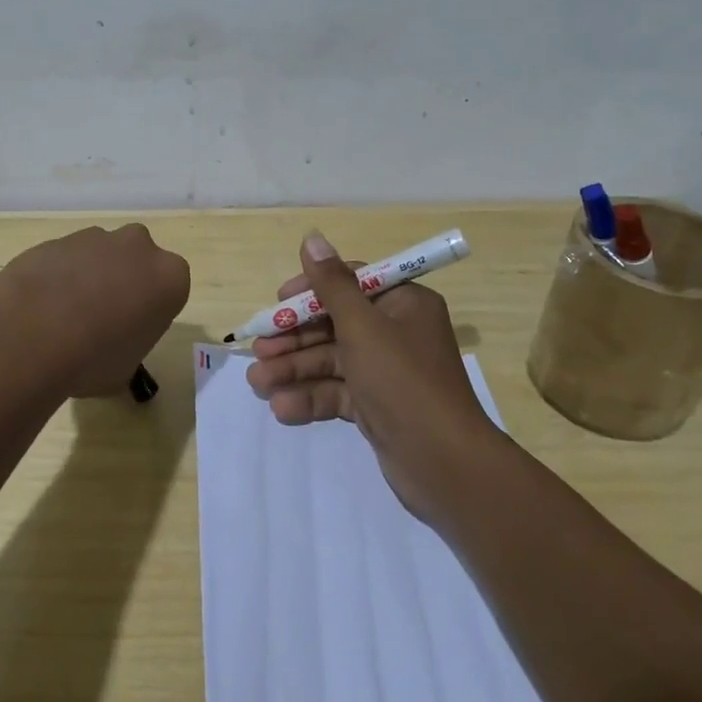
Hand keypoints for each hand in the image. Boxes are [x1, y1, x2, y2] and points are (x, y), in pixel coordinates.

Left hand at [0, 224, 190, 400]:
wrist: (32, 332)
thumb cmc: (93, 359)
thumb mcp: (126, 370)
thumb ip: (129, 349)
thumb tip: (112, 351)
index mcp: (169, 277)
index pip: (169, 290)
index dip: (150, 312)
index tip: (132, 331)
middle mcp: (139, 247)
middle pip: (137, 262)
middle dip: (124, 282)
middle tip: (102, 319)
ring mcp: (95, 238)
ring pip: (100, 255)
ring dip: (89, 277)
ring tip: (64, 316)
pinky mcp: (57, 238)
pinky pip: (65, 258)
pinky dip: (58, 276)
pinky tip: (40, 308)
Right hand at [248, 231, 499, 520]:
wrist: (444, 463)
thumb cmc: (402, 380)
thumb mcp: (362, 326)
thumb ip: (331, 285)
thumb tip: (312, 237)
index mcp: (402, 304)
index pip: (350, 284)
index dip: (311, 290)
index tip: (278, 301)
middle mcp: (396, 333)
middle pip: (335, 324)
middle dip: (294, 338)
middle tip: (259, 350)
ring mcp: (386, 372)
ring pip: (331, 360)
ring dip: (294, 369)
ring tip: (257, 382)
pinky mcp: (377, 406)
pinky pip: (338, 391)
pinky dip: (311, 396)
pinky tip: (281, 407)